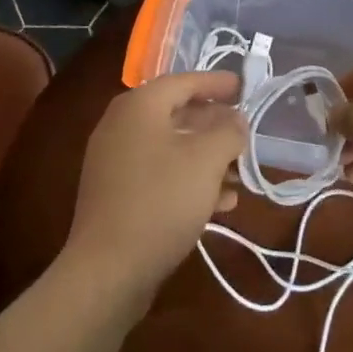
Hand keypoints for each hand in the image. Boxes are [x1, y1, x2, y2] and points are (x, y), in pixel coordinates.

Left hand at [61, 70, 246, 305]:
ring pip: (171, 147)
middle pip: (177, 113)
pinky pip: (159, 174)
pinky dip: (188, 179)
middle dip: (215, 124)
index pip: (184, 81)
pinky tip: (219, 203)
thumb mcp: (206, 161)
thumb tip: (236, 120)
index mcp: (139, 106)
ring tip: (239, 175)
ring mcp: (115, 161)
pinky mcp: (116, 194)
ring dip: (207, 157)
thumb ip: (228, 132)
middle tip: (245, 133)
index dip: (217, 83)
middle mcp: (122, 125)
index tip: (245, 88)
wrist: (107, 270)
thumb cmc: (161, 201)